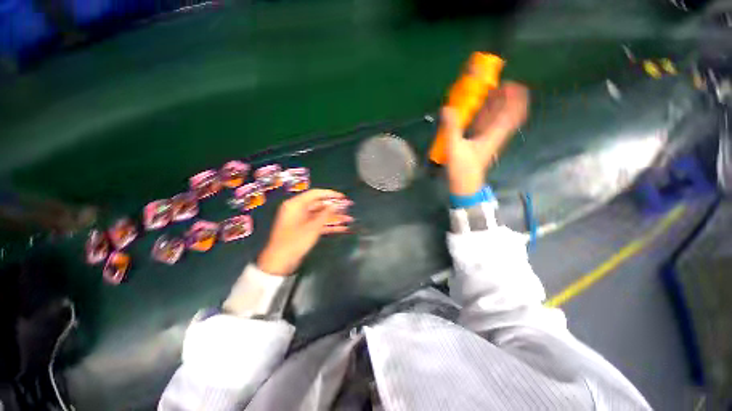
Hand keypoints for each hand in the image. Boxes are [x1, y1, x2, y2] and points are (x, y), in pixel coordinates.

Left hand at [258, 189, 351, 275]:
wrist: (280, 261)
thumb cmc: (296, 241)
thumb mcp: (313, 227)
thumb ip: (326, 213)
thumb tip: (337, 204)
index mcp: (296, 204)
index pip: (316, 194)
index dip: (331, 194)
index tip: (343, 197)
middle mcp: (298, 209)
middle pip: (320, 205)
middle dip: (335, 208)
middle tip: (349, 208)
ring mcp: (301, 220)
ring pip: (321, 215)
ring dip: (334, 218)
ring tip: (349, 219)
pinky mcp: (304, 229)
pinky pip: (318, 223)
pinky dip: (329, 225)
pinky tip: (342, 228)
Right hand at [443, 82, 528, 195]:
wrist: (465, 186)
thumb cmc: (462, 170)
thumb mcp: (455, 149)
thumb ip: (451, 129)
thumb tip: (447, 108)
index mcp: (495, 134)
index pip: (513, 112)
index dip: (516, 96)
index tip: (508, 83)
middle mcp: (495, 135)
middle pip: (508, 112)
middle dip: (506, 97)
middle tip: (496, 84)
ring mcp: (489, 139)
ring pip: (498, 118)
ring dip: (497, 104)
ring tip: (489, 92)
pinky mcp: (481, 143)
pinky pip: (488, 125)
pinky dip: (487, 115)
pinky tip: (479, 109)